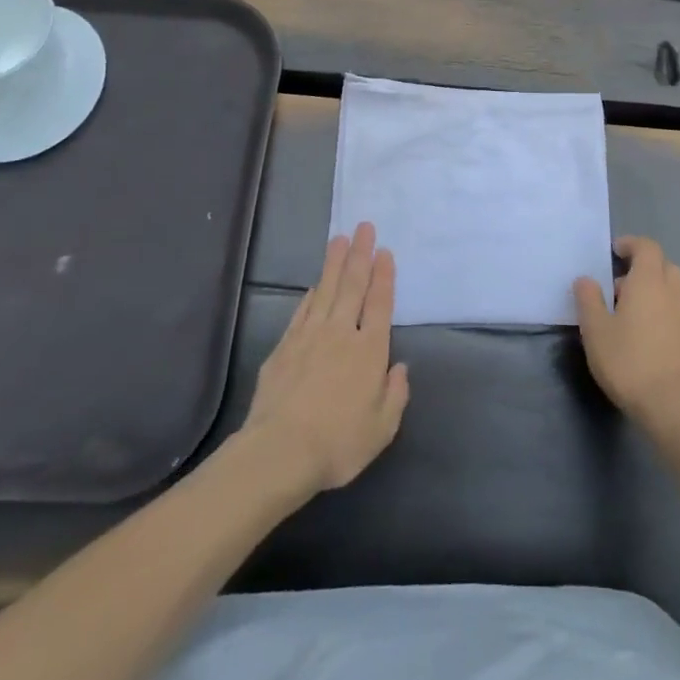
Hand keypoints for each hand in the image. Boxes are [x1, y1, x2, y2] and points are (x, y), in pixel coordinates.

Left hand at [242, 221, 409, 495]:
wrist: (279, 452)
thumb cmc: (337, 444)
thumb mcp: (381, 428)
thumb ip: (395, 395)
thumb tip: (400, 367)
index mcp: (369, 351)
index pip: (380, 304)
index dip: (384, 277)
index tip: (384, 252)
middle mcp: (341, 334)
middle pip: (353, 286)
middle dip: (360, 255)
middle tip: (364, 227)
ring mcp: (310, 337)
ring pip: (326, 291)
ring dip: (334, 263)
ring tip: (340, 238)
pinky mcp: (285, 347)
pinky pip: (302, 311)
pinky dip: (311, 294)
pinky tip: (315, 284)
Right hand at [573, 236, 679, 431]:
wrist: (672, 406)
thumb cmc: (629, 361)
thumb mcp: (596, 330)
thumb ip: (588, 300)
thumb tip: (586, 279)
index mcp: (648, 281)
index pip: (647, 247)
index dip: (631, 244)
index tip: (614, 252)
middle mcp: (672, 292)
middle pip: (663, 266)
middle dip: (643, 268)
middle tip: (619, 286)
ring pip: (672, 290)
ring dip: (653, 291)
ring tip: (629, 314)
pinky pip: (676, 312)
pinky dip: (662, 312)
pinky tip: (645, 336)